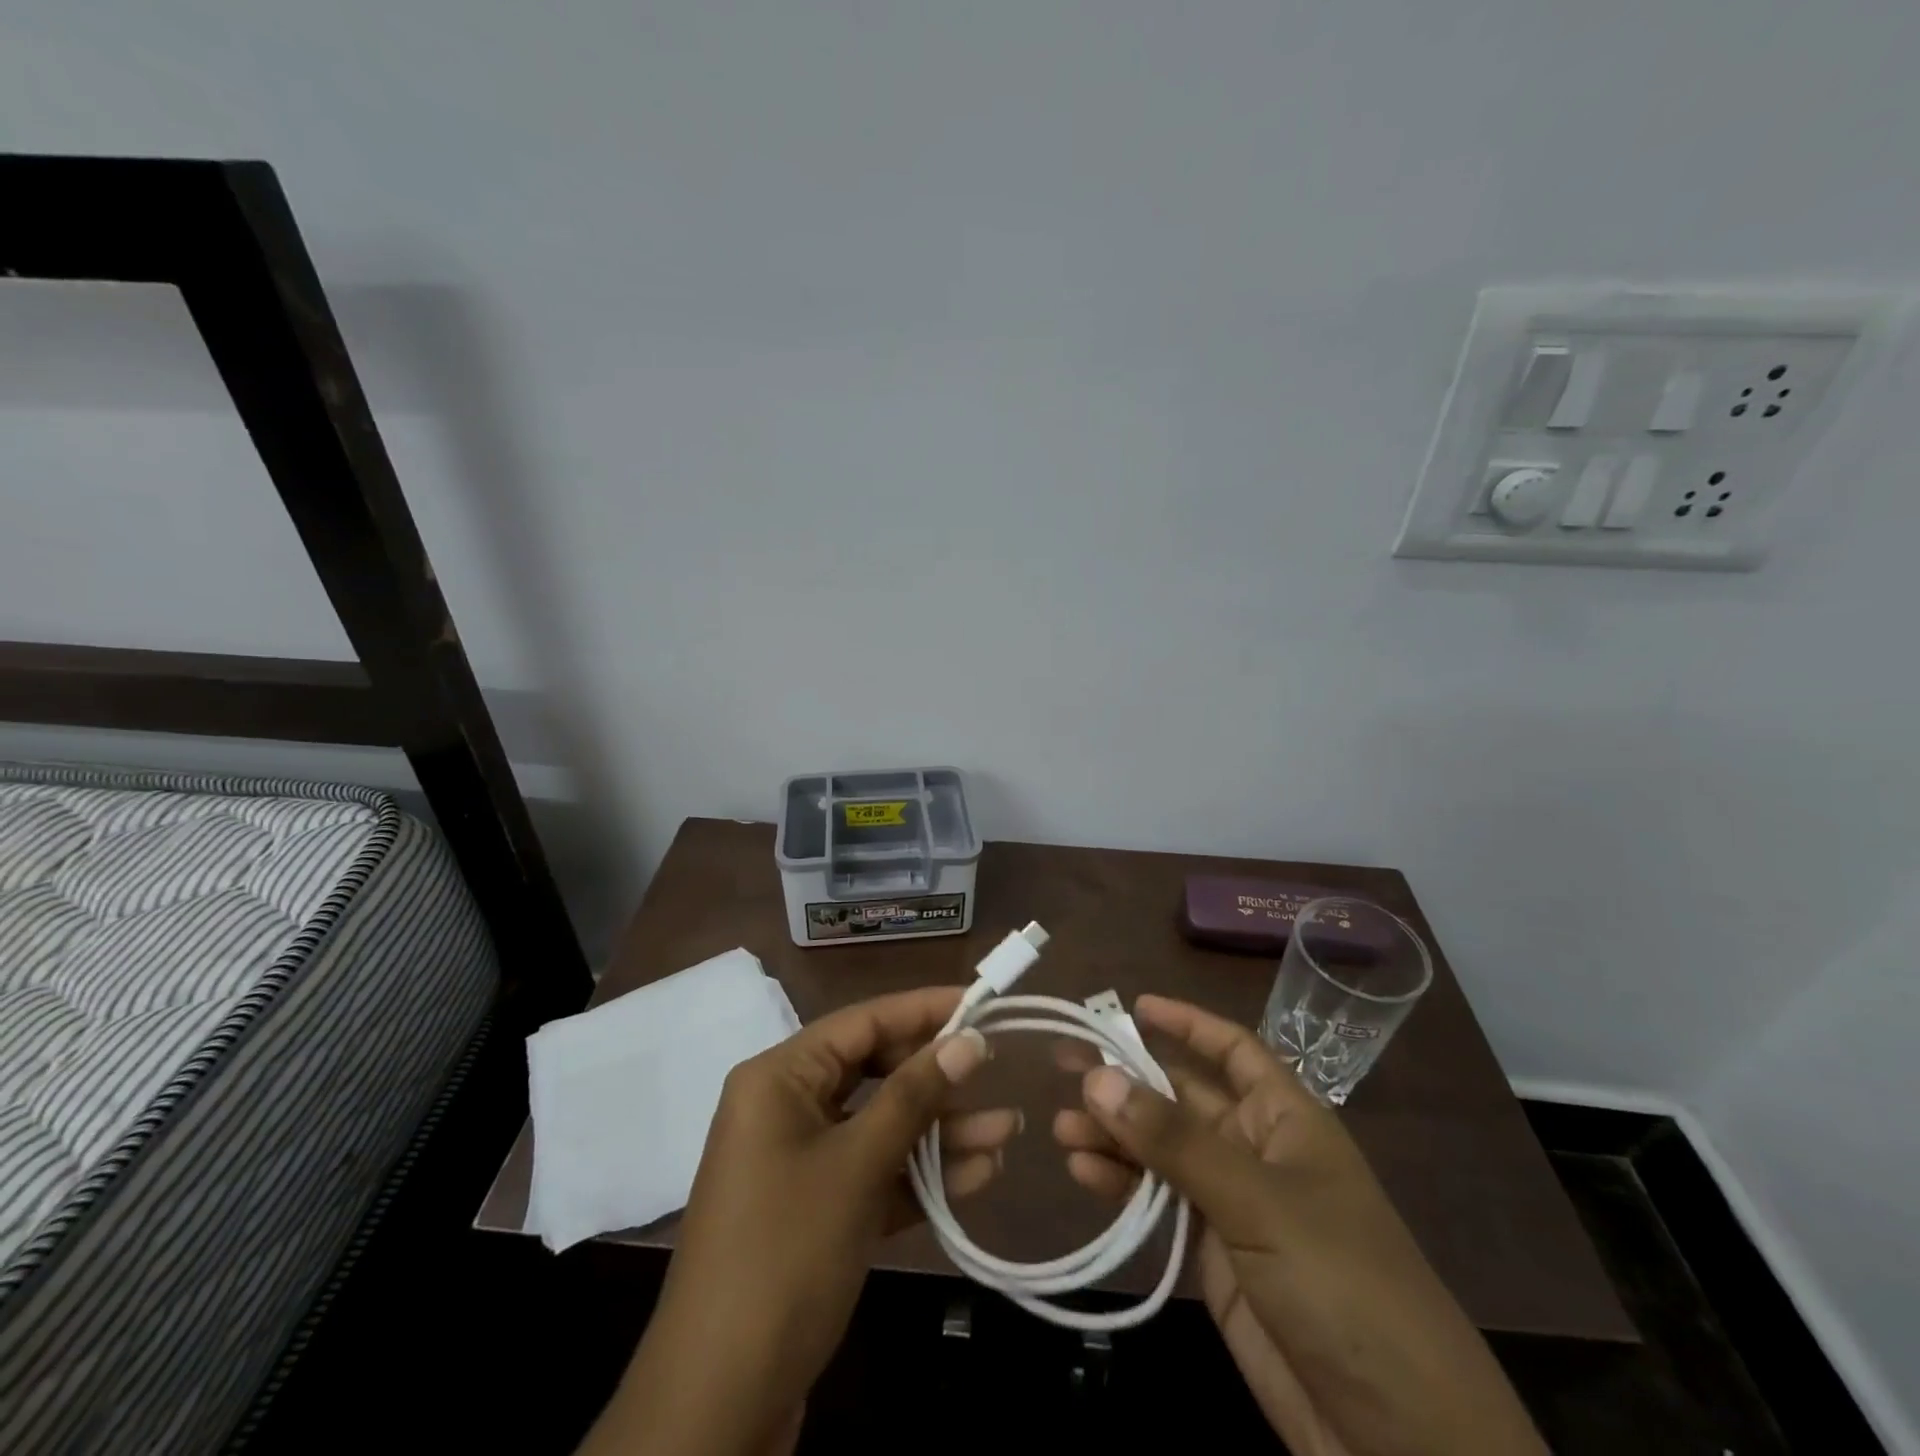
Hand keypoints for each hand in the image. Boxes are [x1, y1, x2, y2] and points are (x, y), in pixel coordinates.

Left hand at [581, 986, 1013, 1455]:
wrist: (719, 1403)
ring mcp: (800, 1161)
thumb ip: (914, 1097)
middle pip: (874, 1072)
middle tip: (996, 1073)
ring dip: (939, 1132)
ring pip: (880, 1126)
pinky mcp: (815, 1209)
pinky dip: (919, 1175)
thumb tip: (968, 1039)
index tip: (980, 1002)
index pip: (862, 1022)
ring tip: (1006, 1133)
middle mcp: (786, 1107)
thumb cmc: (786, 1255)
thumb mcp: (857, 1166)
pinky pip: (874, 1172)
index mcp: (780, 1078)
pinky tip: (975, 1176)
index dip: (923, 1010)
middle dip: (937, 1080)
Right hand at [1054, 995, 1544, 1455]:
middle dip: (1128, 1083)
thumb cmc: (1341, 1284)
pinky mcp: (1213, 1255)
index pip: (1233, 1050)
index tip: (1133, 1006)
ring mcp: (1234, 1204)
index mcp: (1285, 1119)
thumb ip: (1173, 1140)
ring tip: (1061, 1130)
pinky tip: (1083, 1173)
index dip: (1187, 1024)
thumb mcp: (1256, 1201)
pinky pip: (1158, 1201)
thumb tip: (1097, 1076)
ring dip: (1115, 1136)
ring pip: (1162, 1150)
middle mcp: (1256, 1151)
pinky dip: (1121, 1185)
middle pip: (1183, 1099)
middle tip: (1065, 1069)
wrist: (1399, 1438)